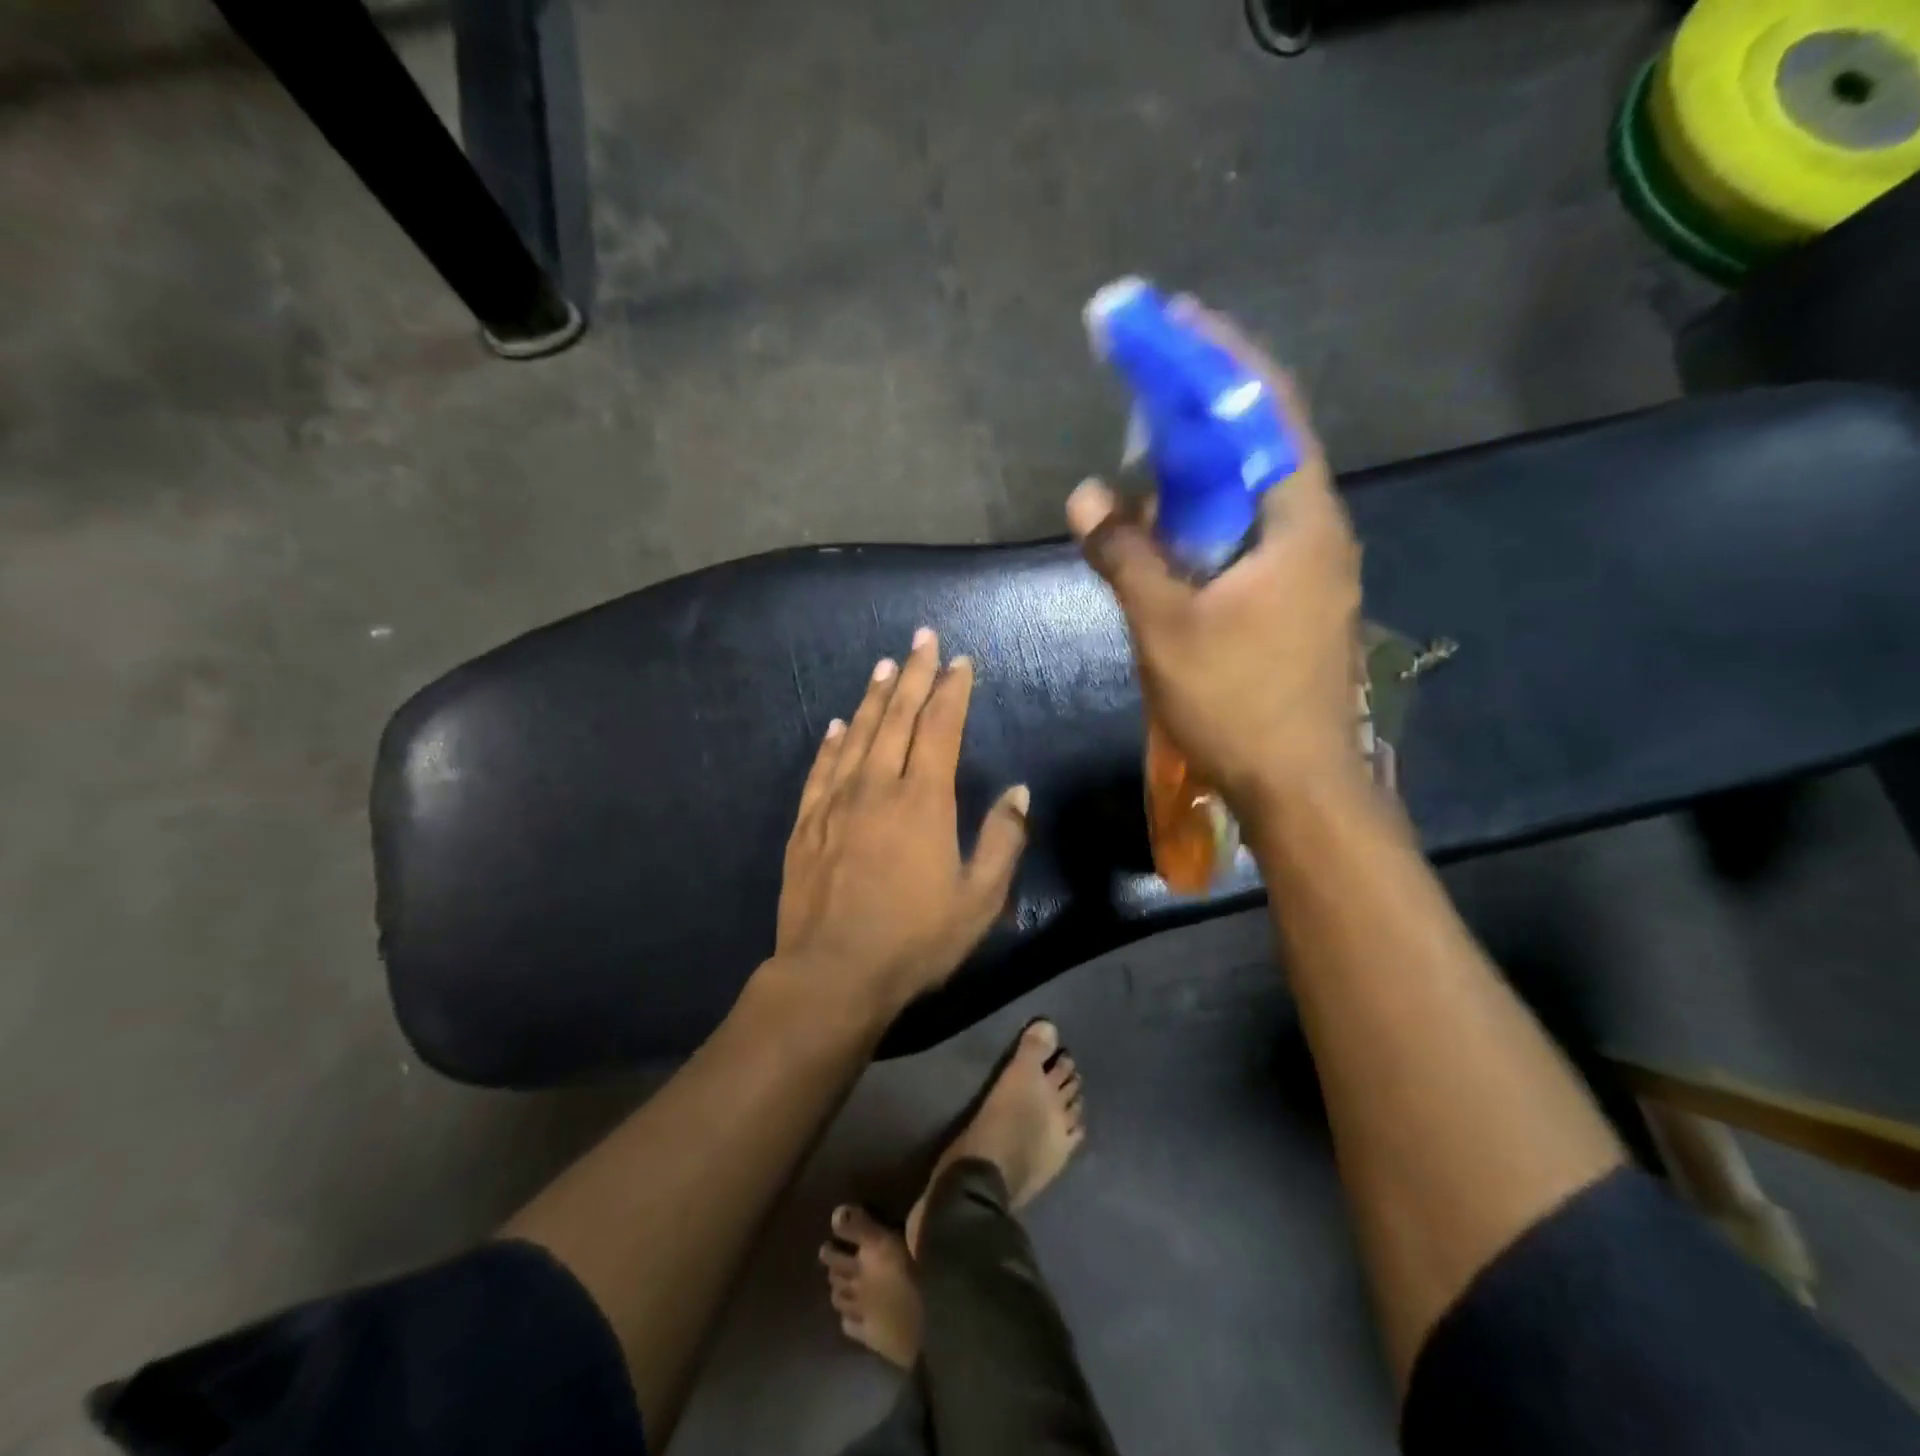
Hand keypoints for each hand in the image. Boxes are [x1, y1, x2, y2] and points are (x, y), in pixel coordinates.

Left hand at [775, 629, 1029, 1013]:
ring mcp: (836, 802)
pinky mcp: (807, 823)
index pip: (940, 727)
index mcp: (923, 800)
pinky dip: (833, 741)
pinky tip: (839, 724)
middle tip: (922, 637)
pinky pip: (821, 769)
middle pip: (897, 716)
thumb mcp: (979, 900)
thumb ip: (1002, 840)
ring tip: (885, 664)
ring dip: (874, 696)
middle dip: (913, 673)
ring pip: (858, 734)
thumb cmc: (915, 940)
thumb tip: (1019, 792)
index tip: (960, 661)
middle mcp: (877, 786)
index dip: (952, 690)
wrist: (832, 974)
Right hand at [1067, 300, 1364, 825]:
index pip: (1266, 412)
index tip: (1177, 321)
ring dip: (1206, 467)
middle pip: (1264, 444)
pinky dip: (1210, 516)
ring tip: (1151, 451)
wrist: (1298, 783)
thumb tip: (1084, 496)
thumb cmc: (1237, 701)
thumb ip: (1124, 555)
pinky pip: (1250, 535)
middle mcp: (1316, 532)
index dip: (1221, 360)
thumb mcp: (1166, 627)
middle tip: (1151, 384)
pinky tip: (1172, 528)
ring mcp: (1311, 569)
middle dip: (1208, 407)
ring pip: (1255, 494)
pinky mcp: (1297, 601)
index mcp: (1300, 522)